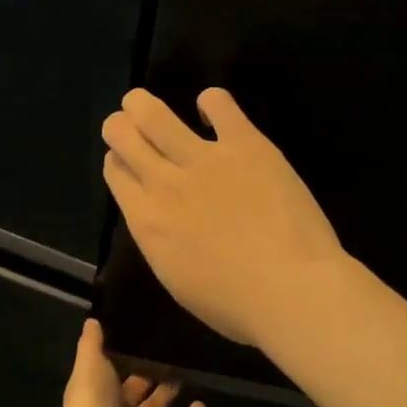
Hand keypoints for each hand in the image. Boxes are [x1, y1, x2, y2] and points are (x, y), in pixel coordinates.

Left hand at [55, 319, 204, 406]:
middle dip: (151, 376)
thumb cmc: (90, 404)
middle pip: (137, 393)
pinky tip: (202, 405)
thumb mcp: (89, 364)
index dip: (127, 359)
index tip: (145, 340)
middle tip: (172, 353)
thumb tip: (92, 320)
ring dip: (170, 396)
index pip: (114, 374)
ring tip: (189, 373)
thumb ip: (92, 343)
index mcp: (99, 394)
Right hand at [102, 88, 342, 347]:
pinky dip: (211, 101)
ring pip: (155, 114)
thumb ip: (162, 241)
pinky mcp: (245, 144)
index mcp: (147, 221)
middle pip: (123, 136)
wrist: (290, 289)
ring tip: (141, 103)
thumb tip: (160, 220)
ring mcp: (204, 159)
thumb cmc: (235, 304)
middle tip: (126, 124)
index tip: (124, 161)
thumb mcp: (178, 281)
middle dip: (119, 126)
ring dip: (141, 104)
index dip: (117, 162)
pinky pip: (219, 104)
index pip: (116, 174)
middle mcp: (165, 182)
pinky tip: (212, 109)